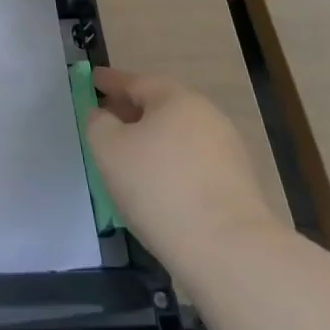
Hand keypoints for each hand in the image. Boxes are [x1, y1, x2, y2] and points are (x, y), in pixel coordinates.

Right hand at [85, 69, 278, 271]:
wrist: (229, 250)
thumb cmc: (158, 186)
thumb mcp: (107, 148)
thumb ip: (98, 123)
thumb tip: (104, 115)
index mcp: (176, 98)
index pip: (135, 81)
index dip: (109, 81)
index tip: (92, 79)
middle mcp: (207, 117)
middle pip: (161, 106)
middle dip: (131, 110)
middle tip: (106, 118)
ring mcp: (227, 152)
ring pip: (177, 136)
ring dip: (152, 140)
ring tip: (127, 158)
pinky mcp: (238, 186)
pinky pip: (192, 163)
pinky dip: (170, 165)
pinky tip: (156, 185)